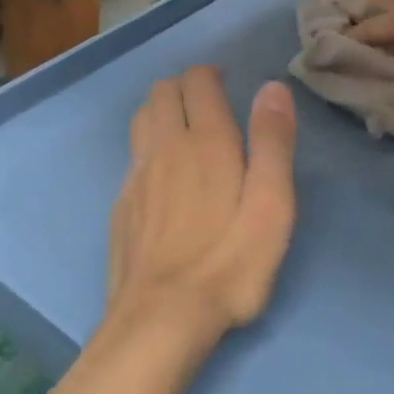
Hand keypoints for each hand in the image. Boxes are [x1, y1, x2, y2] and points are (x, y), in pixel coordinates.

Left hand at [108, 66, 297, 337]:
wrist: (160, 319)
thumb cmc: (228, 263)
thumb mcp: (271, 206)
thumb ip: (272, 143)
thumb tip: (272, 88)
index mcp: (206, 141)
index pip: (197, 82)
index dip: (211, 74)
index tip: (227, 84)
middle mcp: (164, 146)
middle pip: (162, 91)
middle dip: (184, 86)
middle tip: (209, 104)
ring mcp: (136, 175)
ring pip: (141, 118)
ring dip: (161, 110)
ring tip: (185, 128)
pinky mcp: (121, 204)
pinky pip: (132, 155)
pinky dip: (147, 145)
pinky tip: (162, 174)